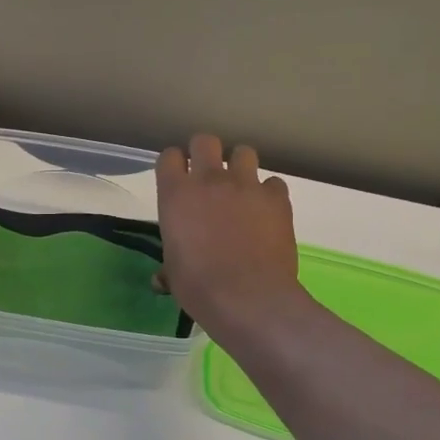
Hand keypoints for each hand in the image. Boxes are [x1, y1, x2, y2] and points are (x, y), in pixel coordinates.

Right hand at [156, 134, 302, 333]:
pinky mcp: (277, 198)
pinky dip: (269, 194)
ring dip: (240, 167)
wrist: (248, 297)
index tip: (178, 178)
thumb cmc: (199, 287)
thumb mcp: (174, 273)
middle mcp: (209, 180)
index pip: (169, 157)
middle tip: (208, 176)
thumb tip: (161, 279)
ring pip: (244, 152)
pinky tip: (266, 213)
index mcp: (176, 194)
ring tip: (241, 189)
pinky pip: (273, 183)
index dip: (174, 165)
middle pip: (205, 141)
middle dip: (206, 153)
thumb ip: (169, 265)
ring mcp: (246, 185)